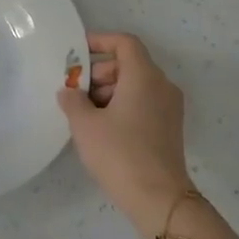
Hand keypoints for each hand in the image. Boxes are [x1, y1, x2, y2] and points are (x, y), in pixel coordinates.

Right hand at [57, 32, 195, 234]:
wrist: (158, 198)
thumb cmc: (119, 153)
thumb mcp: (85, 125)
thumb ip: (73, 101)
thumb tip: (69, 92)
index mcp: (144, 76)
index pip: (125, 43)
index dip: (100, 41)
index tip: (77, 52)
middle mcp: (162, 86)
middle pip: (129, 64)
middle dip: (100, 72)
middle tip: (76, 92)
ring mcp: (170, 108)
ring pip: (136, 85)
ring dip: (109, 91)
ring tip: (85, 114)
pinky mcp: (169, 128)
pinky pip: (144, 103)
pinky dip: (123, 105)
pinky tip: (102, 129)